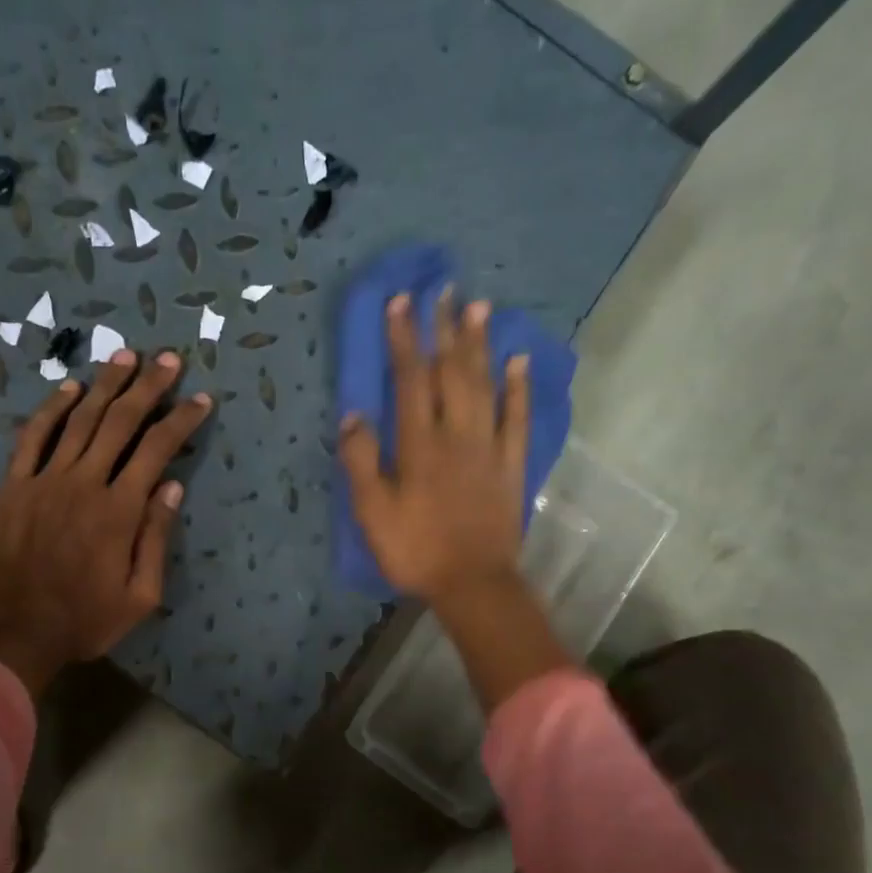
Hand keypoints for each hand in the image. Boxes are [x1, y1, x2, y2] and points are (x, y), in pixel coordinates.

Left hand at [0, 349, 211, 695]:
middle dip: (148, 387)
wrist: (14, 635)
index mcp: (119, 510)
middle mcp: (84, 482)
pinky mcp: (13, 487)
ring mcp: (44, 480)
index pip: (157, 450)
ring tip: (126, 356)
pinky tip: (68, 388)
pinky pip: (33, 437)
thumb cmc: (84, 621)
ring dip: (105, 384)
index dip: (182, 421)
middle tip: (168, 359)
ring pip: (79, 420)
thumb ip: (155, 537)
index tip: (202, 399)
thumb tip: (172, 486)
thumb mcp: (140, 595)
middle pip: (120, 421)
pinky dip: (51, 409)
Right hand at [338, 289, 530, 606]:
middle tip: (444, 289)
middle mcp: (457, 435)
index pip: (410, 380)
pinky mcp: (511, 465)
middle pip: (451, 372)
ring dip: (480, 345)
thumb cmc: (415, 550)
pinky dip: (518, 388)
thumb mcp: (373, 512)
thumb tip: (353, 415)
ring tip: (479, 307)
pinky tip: (518, 361)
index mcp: (419, 445)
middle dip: (444, 329)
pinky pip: (517, 419)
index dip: (403, 340)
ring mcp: (489, 448)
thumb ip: (362, 462)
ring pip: (485, 386)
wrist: (473, 583)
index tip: (400, 302)